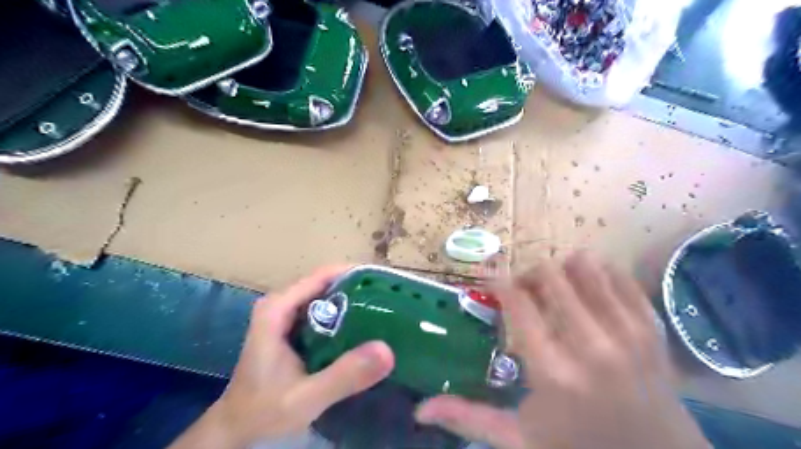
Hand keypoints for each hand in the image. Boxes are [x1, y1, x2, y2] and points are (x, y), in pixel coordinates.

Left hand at [170, 266, 394, 445]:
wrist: (237, 429)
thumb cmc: (263, 411)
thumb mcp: (306, 398)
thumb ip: (344, 376)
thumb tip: (387, 350)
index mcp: (278, 308)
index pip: (322, 275)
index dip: (355, 274)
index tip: (386, 283)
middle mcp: (282, 304)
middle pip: (327, 283)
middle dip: (359, 288)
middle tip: (392, 300)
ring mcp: (286, 315)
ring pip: (327, 296)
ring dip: (355, 301)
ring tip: (386, 310)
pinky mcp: (293, 328)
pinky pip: (324, 312)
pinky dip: (345, 316)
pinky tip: (366, 329)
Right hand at [412, 253, 705, 448]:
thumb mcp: (519, 437)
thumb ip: (468, 417)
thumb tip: (420, 409)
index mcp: (553, 372)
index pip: (517, 301)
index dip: (499, 282)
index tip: (491, 280)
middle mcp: (591, 345)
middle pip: (550, 275)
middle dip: (529, 275)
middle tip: (524, 292)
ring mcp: (627, 332)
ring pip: (585, 267)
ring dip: (562, 271)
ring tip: (555, 290)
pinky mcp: (652, 328)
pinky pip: (620, 278)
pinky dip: (597, 274)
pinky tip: (587, 289)